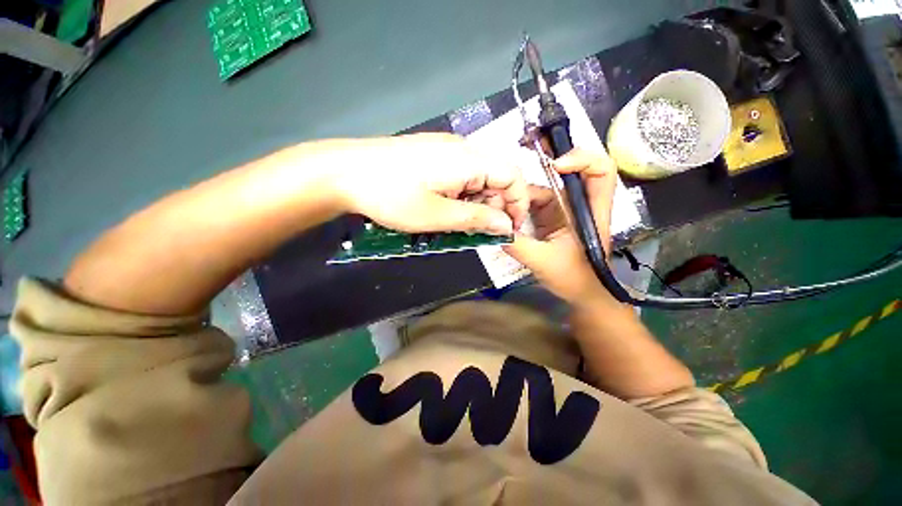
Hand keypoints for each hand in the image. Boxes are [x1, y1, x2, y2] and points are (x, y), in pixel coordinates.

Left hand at [334, 134, 528, 234]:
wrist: (344, 172)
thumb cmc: (392, 196)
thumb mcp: (437, 215)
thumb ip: (477, 219)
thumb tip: (506, 225)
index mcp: (469, 160)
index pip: (513, 175)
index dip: (518, 202)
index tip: (511, 228)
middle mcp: (462, 149)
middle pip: (495, 176)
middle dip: (495, 206)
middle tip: (480, 231)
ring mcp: (445, 149)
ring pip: (477, 178)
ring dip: (477, 203)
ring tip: (460, 224)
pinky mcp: (432, 155)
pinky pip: (460, 175)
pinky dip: (462, 195)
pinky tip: (446, 209)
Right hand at [503, 149, 618, 305]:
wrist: (582, 294)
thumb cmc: (574, 279)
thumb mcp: (543, 262)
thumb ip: (518, 246)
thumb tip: (494, 230)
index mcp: (589, 212)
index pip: (601, 171)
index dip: (582, 159)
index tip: (554, 166)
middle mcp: (577, 205)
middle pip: (564, 174)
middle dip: (539, 170)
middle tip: (510, 179)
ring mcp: (563, 210)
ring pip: (542, 190)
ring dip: (520, 196)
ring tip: (498, 205)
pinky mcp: (550, 218)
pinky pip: (532, 204)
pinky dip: (517, 207)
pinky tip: (503, 214)